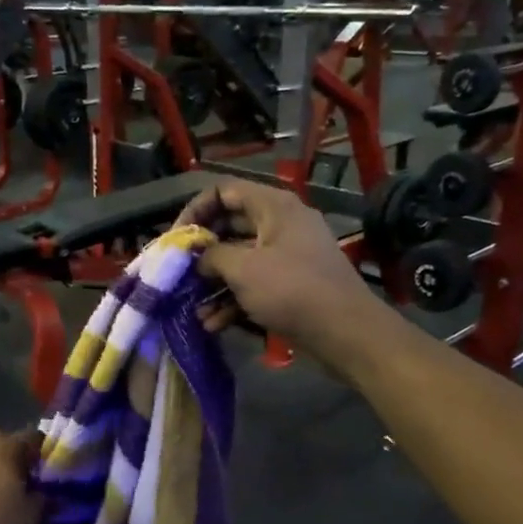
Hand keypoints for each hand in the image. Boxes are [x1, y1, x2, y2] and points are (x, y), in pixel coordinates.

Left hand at [0, 430, 43, 523]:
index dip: (45, 452)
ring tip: (6, 497)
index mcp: (3, 448)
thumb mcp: (33, 516)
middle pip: (3, 443)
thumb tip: (45, 492)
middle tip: (29, 482)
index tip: (53, 471)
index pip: (32, 436)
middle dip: (17, 458)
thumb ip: (43, 496)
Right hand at [181, 182, 374, 364]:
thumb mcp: (243, 269)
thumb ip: (212, 256)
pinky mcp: (290, 286)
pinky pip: (254, 285)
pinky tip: (212, 323)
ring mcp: (287, 257)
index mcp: (273, 207)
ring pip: (240, 261)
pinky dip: (233, 300)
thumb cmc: (292, 290)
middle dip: (202, 251)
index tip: (176, 238)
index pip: (225, 191)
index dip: (195, 210)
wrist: (346, 332)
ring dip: (214, 283)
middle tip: (177, 271)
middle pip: (230, 227)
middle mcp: (280, 225)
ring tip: (191, 305)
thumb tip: (199, 259)